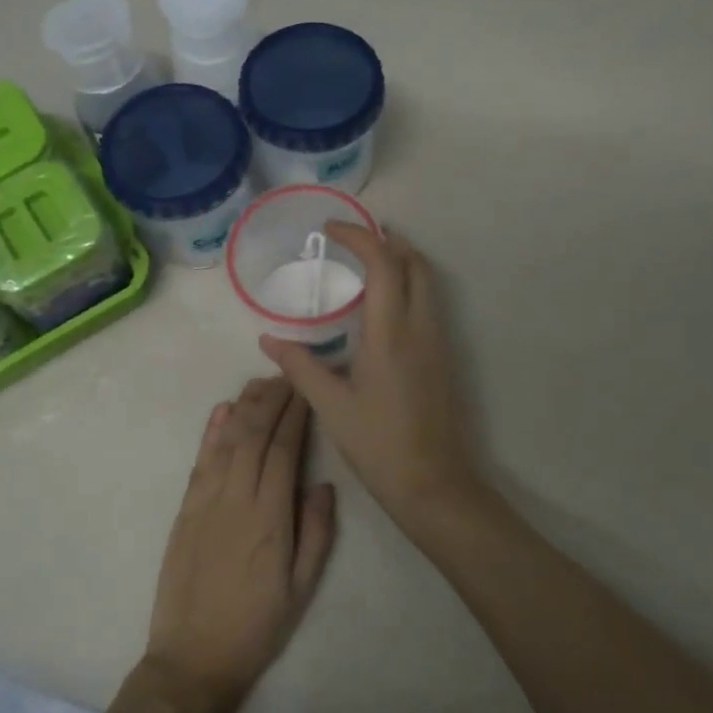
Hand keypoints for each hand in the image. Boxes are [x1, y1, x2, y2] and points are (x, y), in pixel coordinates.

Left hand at [142, 379, 336, 712]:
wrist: (192, 658)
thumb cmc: (256, 627)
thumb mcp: (302, 589)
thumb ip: (316, 533)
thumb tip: (323, 483)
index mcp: (270, 518)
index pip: (284, 450)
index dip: (295, 415)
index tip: (306, 389)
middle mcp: (236, 500)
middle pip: (254, 435)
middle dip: (272, 400)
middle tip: (288, 375)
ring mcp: (205, 502)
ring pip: (227, 441)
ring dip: (244, 406)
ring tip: (262, 382)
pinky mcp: (184, 510)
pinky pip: (200, 461)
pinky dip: (211, 432)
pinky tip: (222, 410)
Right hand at [260, 224, 489, 537]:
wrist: (434, 484)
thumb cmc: (379, 445)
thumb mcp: (331, 406)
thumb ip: (300, 367)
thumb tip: (269, 339)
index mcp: (390, 334)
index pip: (383, 264)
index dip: (359, 236)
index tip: (331, 228)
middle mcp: (421, 328)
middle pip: (415, 263)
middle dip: (387, 240)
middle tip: (353, 238)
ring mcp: (438, 342)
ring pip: (427, 282)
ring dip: (401, 260)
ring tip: (366, 263)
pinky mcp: (443, 357)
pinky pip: (429, 303)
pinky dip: (408, 284)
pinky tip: (382, 306)